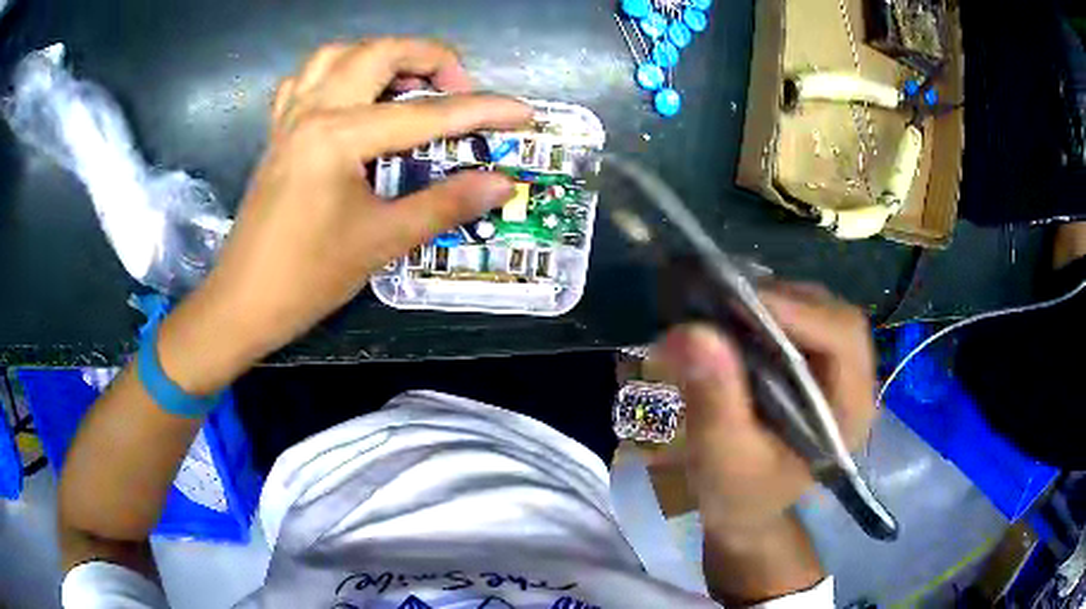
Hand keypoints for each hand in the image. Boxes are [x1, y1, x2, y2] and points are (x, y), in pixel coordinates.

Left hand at [157, 38, 531, 393]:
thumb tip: (503, 183)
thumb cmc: (308, 277)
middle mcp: (313, 110)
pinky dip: (338, 73)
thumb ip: (446, 203)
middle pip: (380, 52)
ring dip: (382, 56)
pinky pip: (307, 79)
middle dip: (431, 59)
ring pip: (339, 53)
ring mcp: (290, 117)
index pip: (426, 114)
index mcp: (338, 135)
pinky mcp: (278, 131)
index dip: (482, 111)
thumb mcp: (382, 240)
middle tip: (459, 90)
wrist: (243, 302)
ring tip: (409, 85)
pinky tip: (354, 97)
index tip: (522, 113)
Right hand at [655, 283, 877, 534]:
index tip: (740, 301)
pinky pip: (800, 318)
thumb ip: (714, 401)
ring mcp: (836, 368)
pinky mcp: (815, 362)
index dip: (800, 313)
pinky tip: (738, 318)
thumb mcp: (723, 458)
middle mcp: (853, 382)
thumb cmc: (740, 493)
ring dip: (773, 301)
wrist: (745, 507)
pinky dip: (768, 310)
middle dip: (783, 303)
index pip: (844, 340)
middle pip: (834, 316)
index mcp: (850, 412)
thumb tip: (692, 331)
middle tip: (725, 301)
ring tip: (726, 306)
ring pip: (817, 310)